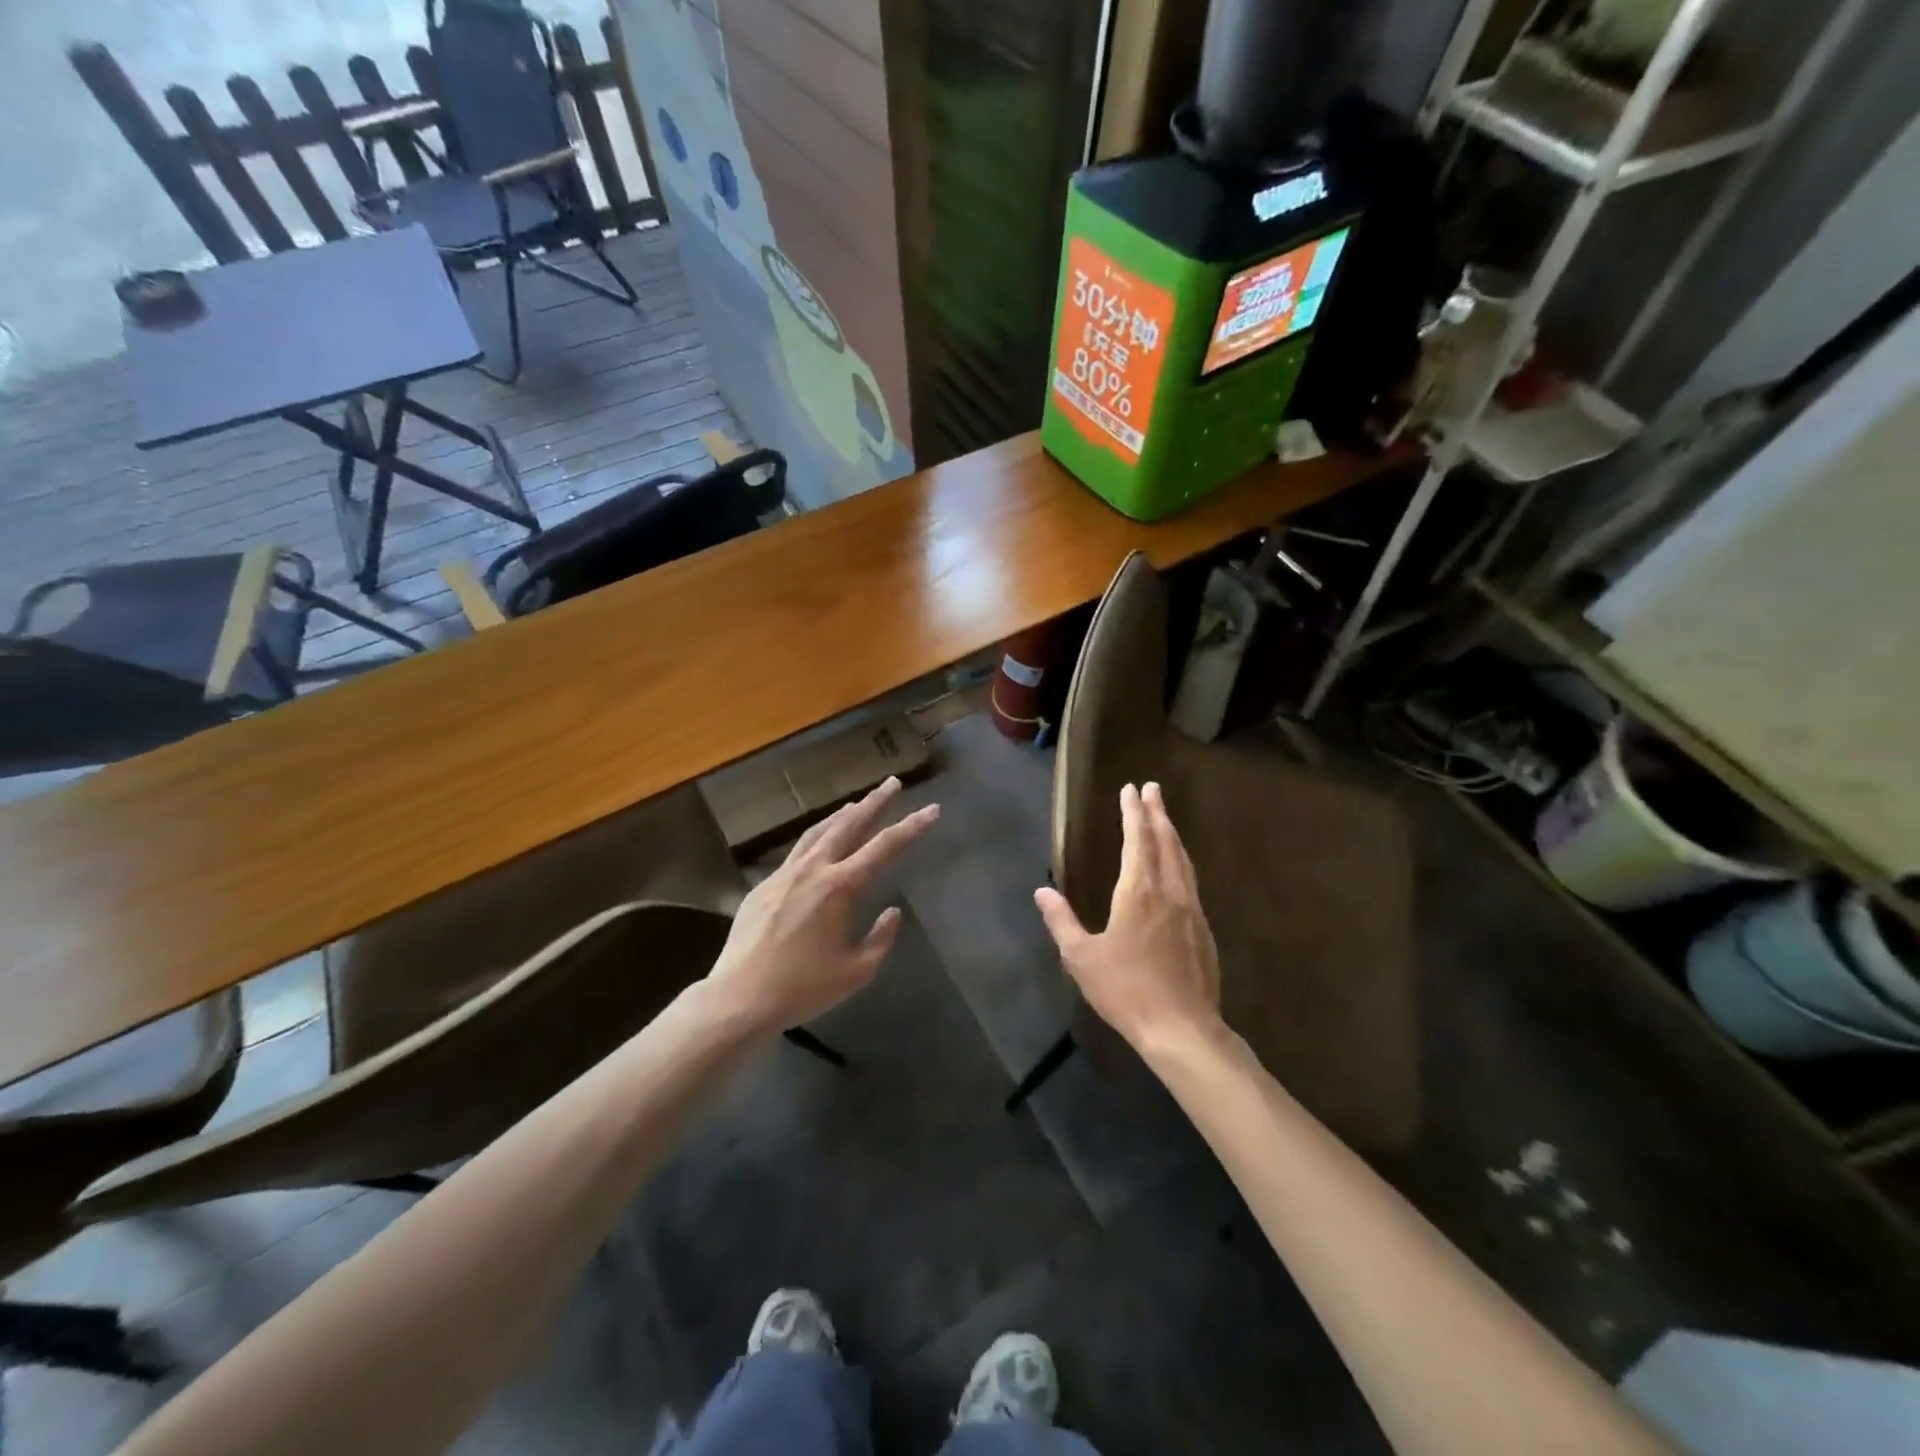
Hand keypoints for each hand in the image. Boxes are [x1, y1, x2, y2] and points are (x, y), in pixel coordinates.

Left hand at [705, 776, 938, 1032]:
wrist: (740, 998)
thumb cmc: (803, 988)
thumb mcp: (856, 971)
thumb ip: (880, 938)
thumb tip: (891, 913)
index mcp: (840, 887)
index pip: (885, 848)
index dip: (912, 827)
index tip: (932, 809)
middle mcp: (813, 870)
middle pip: (849, 825)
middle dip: (874, 802)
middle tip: (892, 783)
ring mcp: (784, 874)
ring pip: (818, 832)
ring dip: (842, 814)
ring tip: (857, 802)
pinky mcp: (763, 886)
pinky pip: (796, 852)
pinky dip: (815, 838)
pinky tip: (818, 842)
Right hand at [1034, 782, 1221, 1050]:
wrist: (1182, 1028)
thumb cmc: (1126, 990)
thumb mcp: (1082, 958)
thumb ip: (1061, 921)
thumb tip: (1042, 890)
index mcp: (1138, 892)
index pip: (1137, 840)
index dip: (1133, 813)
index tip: (1131, 789)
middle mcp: (1168, 892)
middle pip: (1164, 841)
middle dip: (1156, 812)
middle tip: (1152, 788)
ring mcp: (1191, 909)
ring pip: (1182, 860)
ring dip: (1172, 833)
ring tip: (1165, 818)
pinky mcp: (1203, 929)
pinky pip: (1191, 881)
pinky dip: (1182, 861)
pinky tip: (1179, 868)